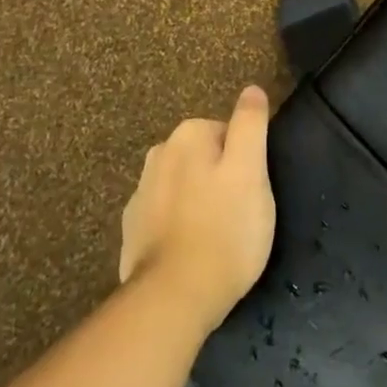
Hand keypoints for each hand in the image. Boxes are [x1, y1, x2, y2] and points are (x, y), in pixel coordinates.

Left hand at [119, 86, 275, 331]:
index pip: (230, 133)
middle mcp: (158, 155)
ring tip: (219, 237)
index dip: (247, 162)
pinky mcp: (132, 230)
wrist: (173, 298)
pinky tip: (193, 251)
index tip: (253, 192)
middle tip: (241, 215)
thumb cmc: (225, 229)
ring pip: (185, 186)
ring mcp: (140, 194)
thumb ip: (250, 124)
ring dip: (200, 202)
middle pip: (205, 158)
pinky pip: (166, 217)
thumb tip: (251, 89)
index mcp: (187, 135)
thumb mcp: (251, 170)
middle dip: (222, 179)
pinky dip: (180, 226)